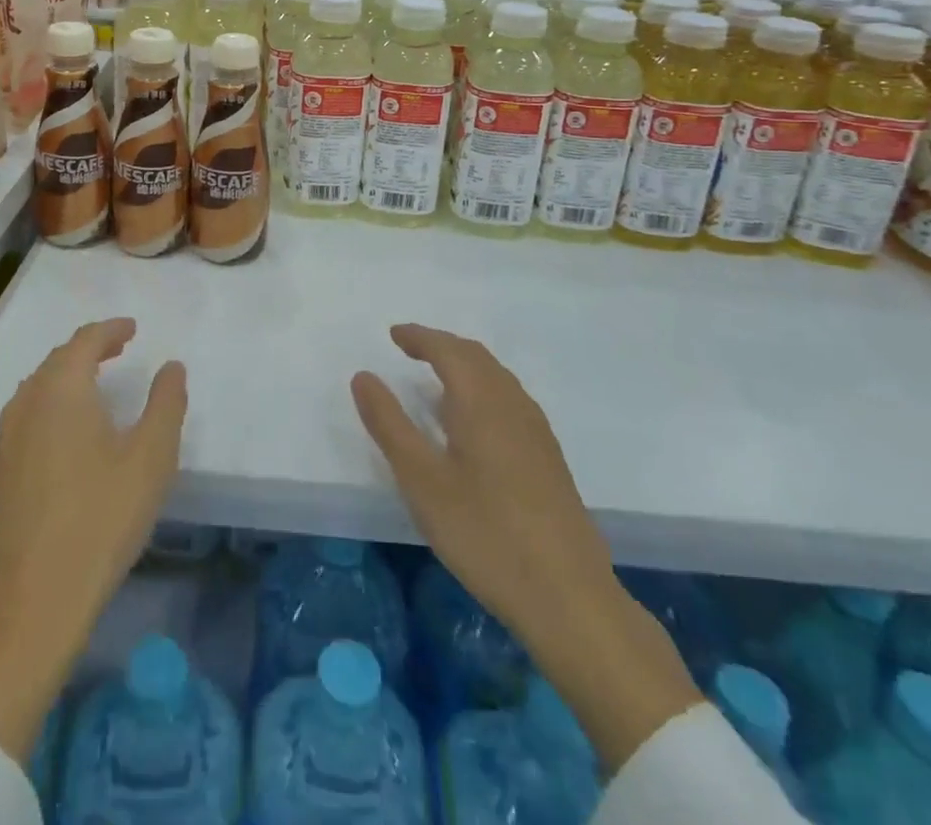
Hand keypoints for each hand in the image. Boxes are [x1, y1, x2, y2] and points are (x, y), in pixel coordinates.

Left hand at [0, 317, 187, 761]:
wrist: (33, 600)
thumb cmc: (101, 519)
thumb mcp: (151, 458)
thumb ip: (166, 403)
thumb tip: (171, 366)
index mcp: (62, 389)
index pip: (85, 341)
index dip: (111, 330)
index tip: (133, 328)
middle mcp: (28, 402)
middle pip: (58, 359)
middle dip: (90, 348)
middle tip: (119, 348)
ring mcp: (8, 437)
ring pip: (39, 386)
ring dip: (69, 374)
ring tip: (97, 381)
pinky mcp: (1, 469)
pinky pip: (29, 412)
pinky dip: (53, 401)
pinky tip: (69, 427)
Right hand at [350, 322, 614, 633]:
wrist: (568, 596)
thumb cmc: (484, 533)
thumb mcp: (422, 480)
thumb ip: (389, 424)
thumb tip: (363, 376)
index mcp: (481, 401)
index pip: (448, 350)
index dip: (419, 337)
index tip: (394, 334)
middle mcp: (513, 404)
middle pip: (476, 357)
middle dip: (442, 345)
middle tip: (411, 348)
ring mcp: (536, 431)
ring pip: (497, 378)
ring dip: (465, 365)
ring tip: (437, 378)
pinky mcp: (549, 458)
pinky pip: (509, 400)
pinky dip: (482, 389)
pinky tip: (474, 422)